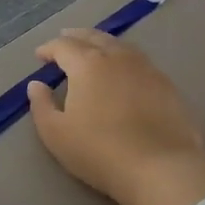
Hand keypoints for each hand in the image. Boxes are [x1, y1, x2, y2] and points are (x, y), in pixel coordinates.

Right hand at [27, 30, 204, 204]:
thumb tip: (36, 85)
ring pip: (120, 46)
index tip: (40, 56)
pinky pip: (140, 61)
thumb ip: (41, 105)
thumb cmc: (99, 151)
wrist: (161, 168)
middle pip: (94, 37)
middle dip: (76, 37)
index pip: (64, 46)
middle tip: (65, 39)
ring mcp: (147, 69)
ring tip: (94, 49)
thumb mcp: (56, 134)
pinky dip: (124, 58)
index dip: (49, 49)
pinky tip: (124, 71)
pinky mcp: (167, 85)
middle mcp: (118, 58)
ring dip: (102, 43)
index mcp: (87, 65)